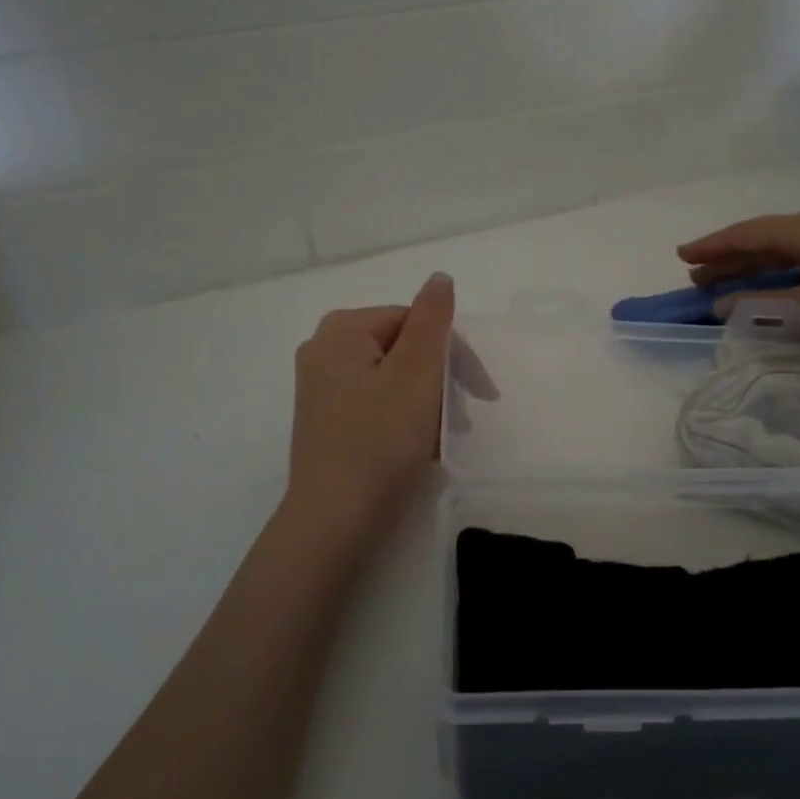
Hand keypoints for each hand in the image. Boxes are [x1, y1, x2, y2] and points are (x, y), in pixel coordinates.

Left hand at [280, 273, 456, 554]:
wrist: (334, 520)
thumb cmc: (381, 440)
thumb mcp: (417, 372)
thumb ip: (432, 319)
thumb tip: (440, 278)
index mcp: (342, 329)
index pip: (415, 321)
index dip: (453, 353)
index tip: (482, 393)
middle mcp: (322, 349)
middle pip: (401, 348)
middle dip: (438, 379)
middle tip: (462, 417)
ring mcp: (318, 387)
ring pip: (390, 378)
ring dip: (424, 401)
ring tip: (441, 438)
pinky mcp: (322, 420)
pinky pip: (373, 403)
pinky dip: (400, 417)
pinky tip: (415, 448)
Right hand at [678, 209, 799, 352]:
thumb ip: (765, 308)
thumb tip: (723, 305)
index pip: (746, 234)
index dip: (712, 246)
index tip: (683, 256)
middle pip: (764, 240)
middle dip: (729, 258)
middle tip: (699, 277)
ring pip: (786, 251)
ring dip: (755, 267)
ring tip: (728, 283)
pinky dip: (781, 274)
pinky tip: (778, 287)